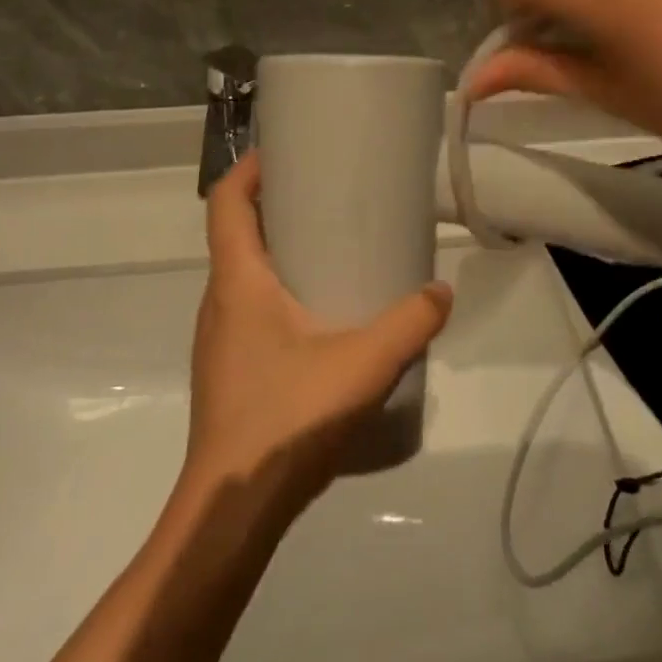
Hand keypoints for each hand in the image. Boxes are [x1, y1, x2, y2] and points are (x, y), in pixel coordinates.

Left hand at [186, 155, 452, 512]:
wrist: (232, 510)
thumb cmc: (286, 419)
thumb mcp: (363, 364)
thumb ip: (409, 323)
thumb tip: (442, 291)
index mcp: (238, 282)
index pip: (225, 202)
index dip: (250, 168)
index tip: (287, 151)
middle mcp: (219, 301)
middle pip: (236, 233)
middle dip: (275, 205)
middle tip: (328, 196)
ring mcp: (220, 339)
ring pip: (243, 274)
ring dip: (278, 250)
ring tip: (332, 248)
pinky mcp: (230, 369)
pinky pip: (251, 309)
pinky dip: (280, 291)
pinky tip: (323, 317)